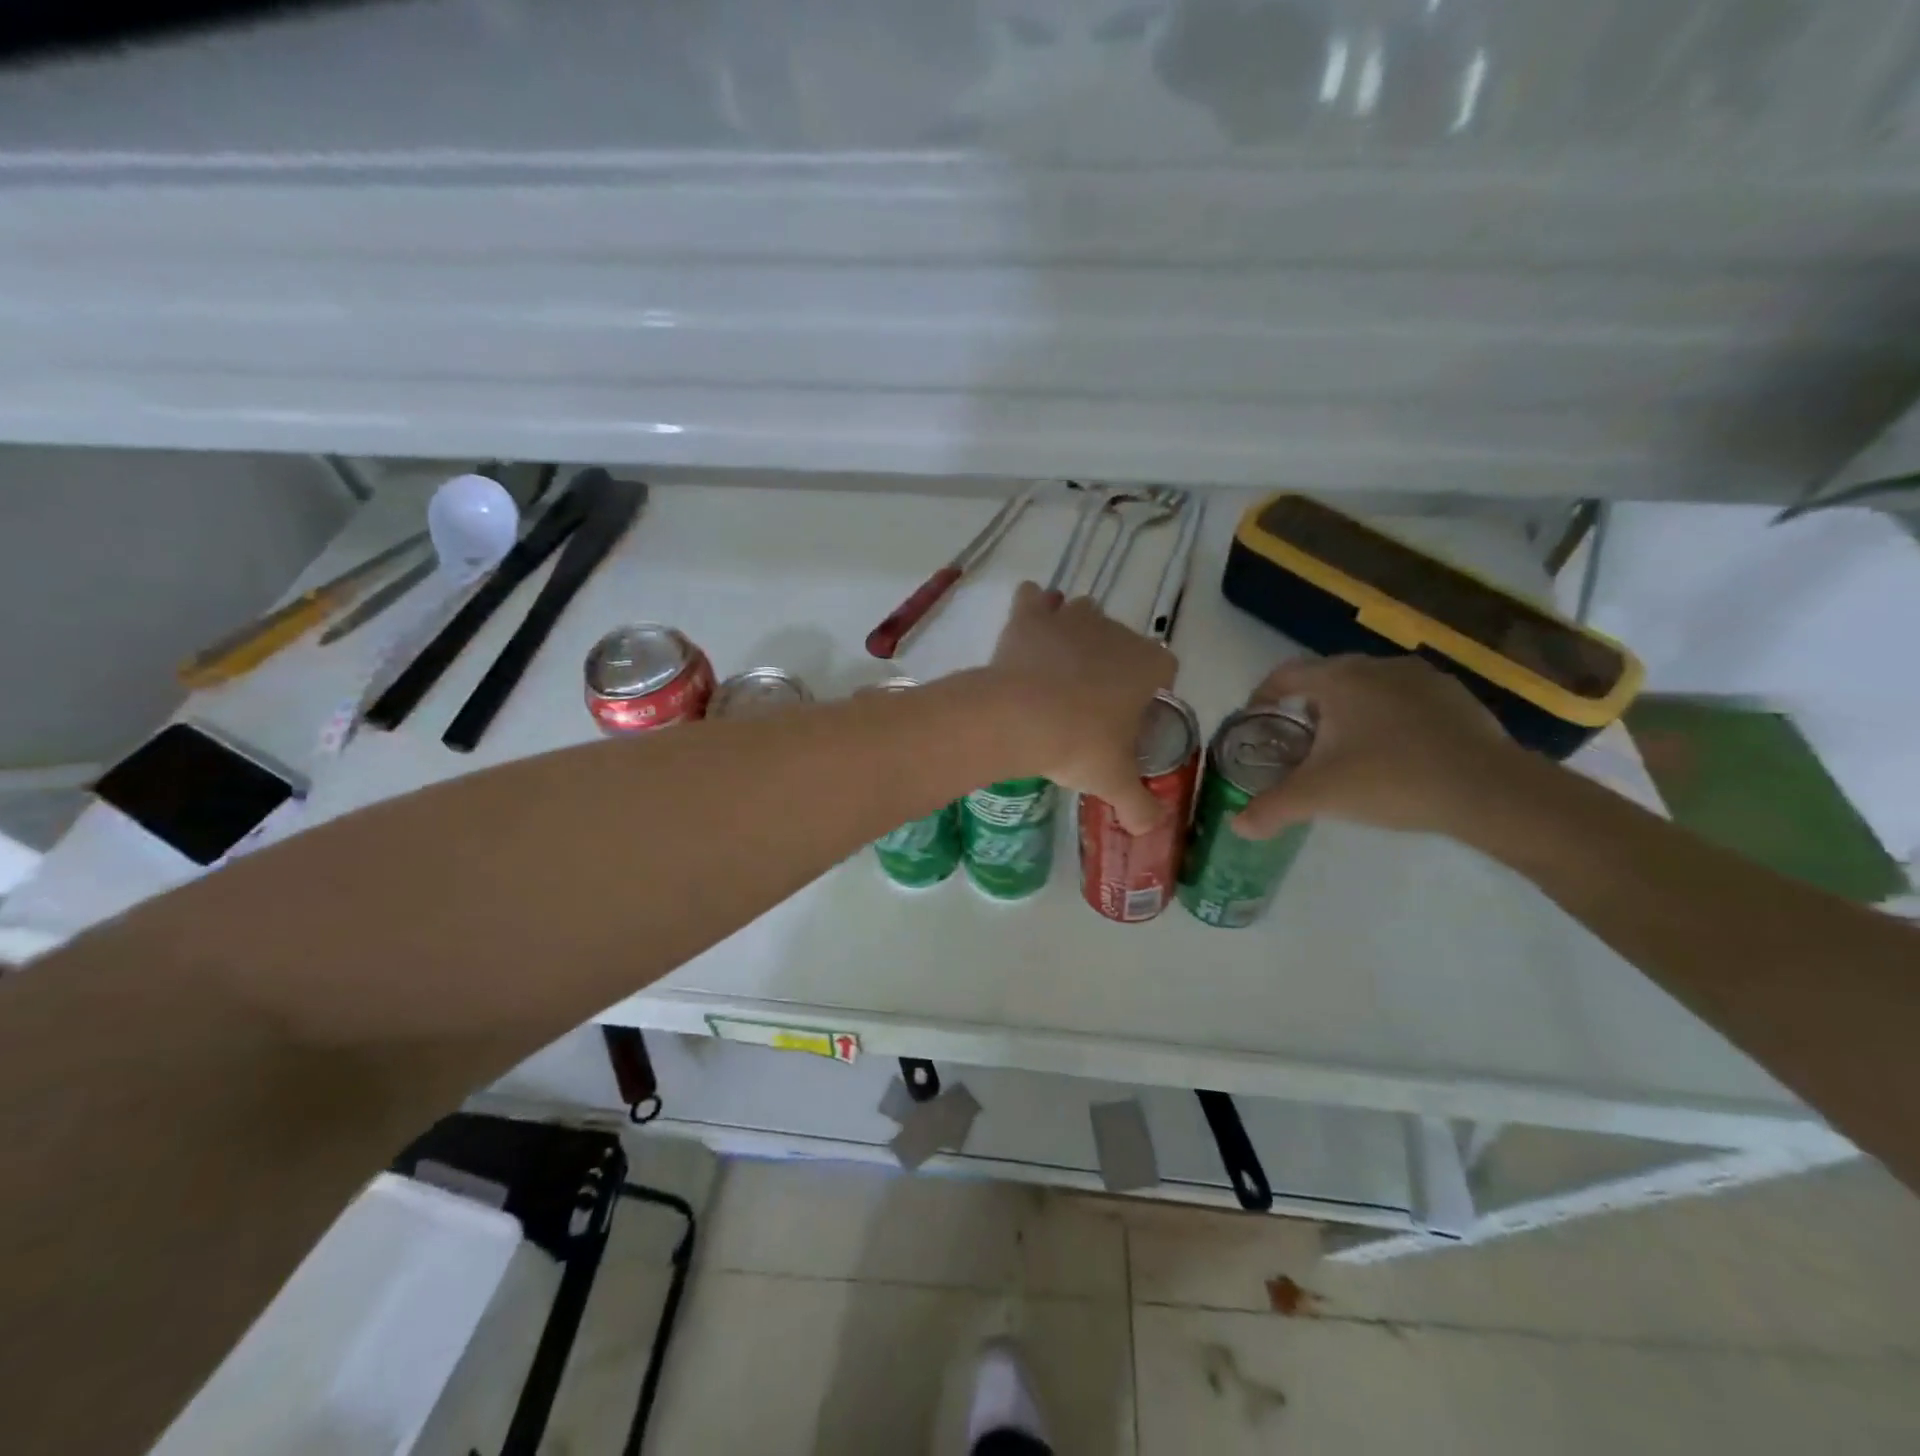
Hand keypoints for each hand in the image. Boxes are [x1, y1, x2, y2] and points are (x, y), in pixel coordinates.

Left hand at [986, 584, 1176, 832]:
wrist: (1018, 718)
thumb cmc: (1078, 746)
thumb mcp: (1114, 782)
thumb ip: (1140, 806)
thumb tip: (1151, 829)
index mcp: (1148, 665)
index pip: (1164, 668)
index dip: (1149, 688)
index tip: (1129, 714)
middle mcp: (1115, 631)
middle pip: (1121, 641)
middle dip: (1110, 663)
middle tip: (1086, 701)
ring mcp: (1072, 617)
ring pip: (1081, 613)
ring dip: (1074, 633)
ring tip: (1056, 667)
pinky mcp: (1031, 615)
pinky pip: (1034, 599)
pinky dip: (1032, 608)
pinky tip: (1026, 630)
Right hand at [1233, 655, 1516, 838]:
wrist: (1489, 790)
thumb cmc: (1390, 779)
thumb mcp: (1319, 797)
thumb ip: (1272, 809)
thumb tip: (1236, 826)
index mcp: (1339, 678)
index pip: (1285, 674)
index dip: (1263, 696)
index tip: (1255, 721)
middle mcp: (1377, 666)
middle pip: (1326, 679)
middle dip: (1307, 708)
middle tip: (1299, 744)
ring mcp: (1422, 678)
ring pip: (1368, 689)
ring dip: (1350, 712)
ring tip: (1347, 751)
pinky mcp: (1455, 697)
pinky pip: (1405, 701)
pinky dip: (1389, 720)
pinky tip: (1396, 755)